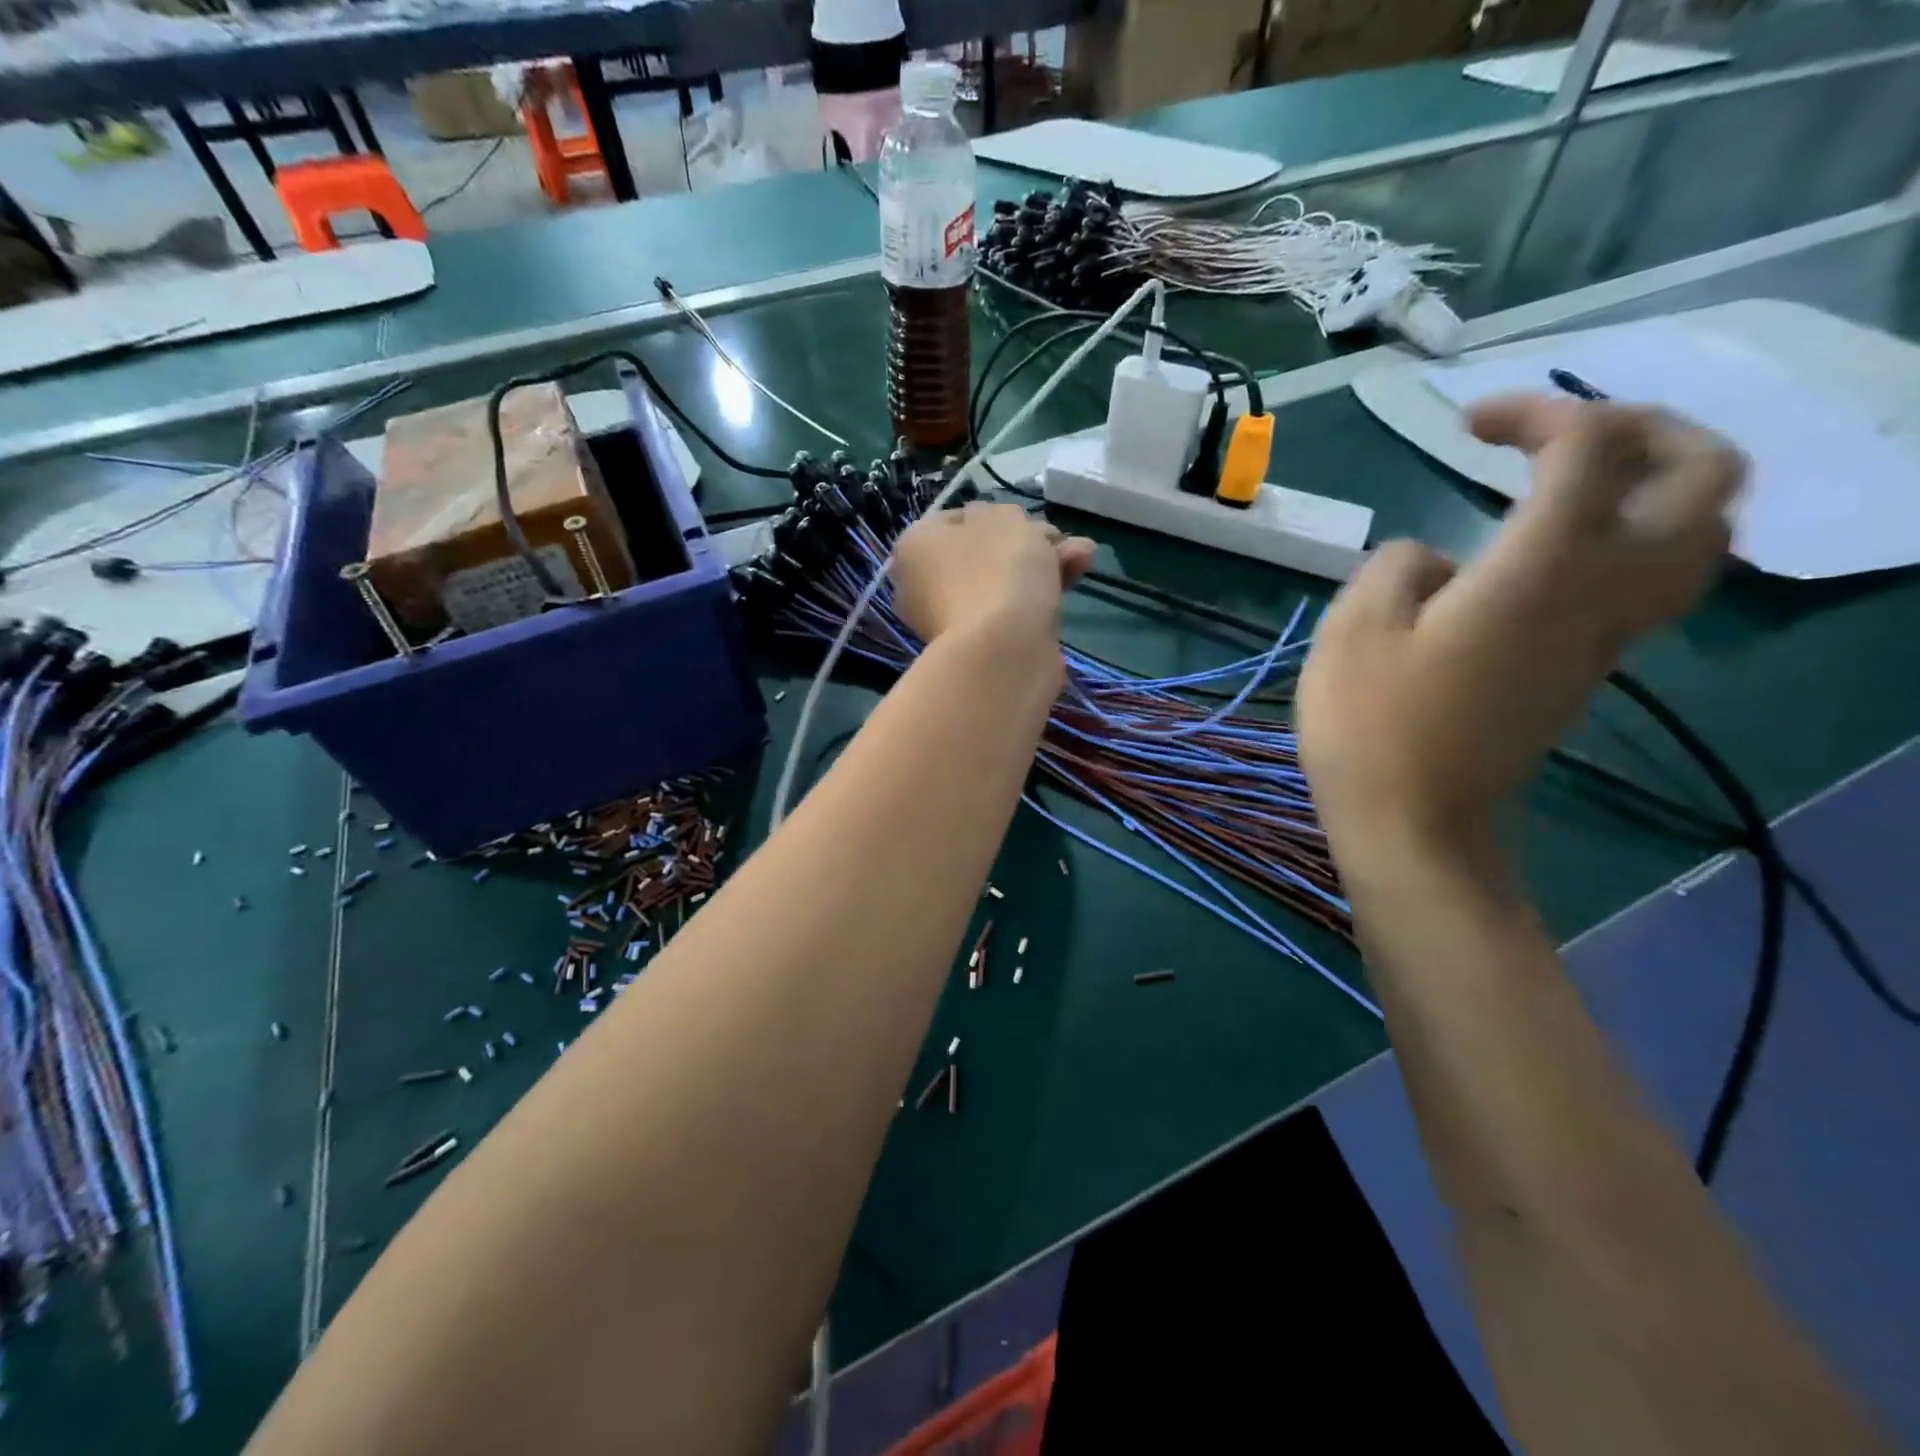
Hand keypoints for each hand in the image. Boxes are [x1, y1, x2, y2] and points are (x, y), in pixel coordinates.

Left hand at [890, 502, 1095, 645]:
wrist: (1005, 649)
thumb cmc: (996, 570)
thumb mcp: (1003, 519)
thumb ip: (1003, 514)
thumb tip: (1001, 527)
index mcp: (916, 546)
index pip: (954, 520)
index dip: (996, 514)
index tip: (1025, 518)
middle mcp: (926, 583)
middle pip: (985, 552)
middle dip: (1029, 542)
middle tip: (1059, 539)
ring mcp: (954, 618)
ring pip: (1004, 579)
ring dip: (1044, 563)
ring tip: (1084, 556)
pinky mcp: (983, 645)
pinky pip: (1013, 608)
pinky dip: (1042, 592)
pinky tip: (1076, 576)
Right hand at [1298, 394, 1743, 856]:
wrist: (1413, 824)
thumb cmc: (1370, 725)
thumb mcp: (1352, 630)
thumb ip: (1396, 567)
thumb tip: (1436, 561)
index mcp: (1539, 573)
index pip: (1589, 452)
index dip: (1540, 413)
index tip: (1468, 425)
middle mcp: (1598, 594)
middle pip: (1705, 481)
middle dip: (1650, 429)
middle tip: (1568, 434)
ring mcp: (1604, 637)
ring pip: (1700, 535)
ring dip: (1656, 484)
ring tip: (1576, 481)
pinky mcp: (1586, 669)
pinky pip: (1650, 581)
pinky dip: (1629, 536)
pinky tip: (1554, 545)